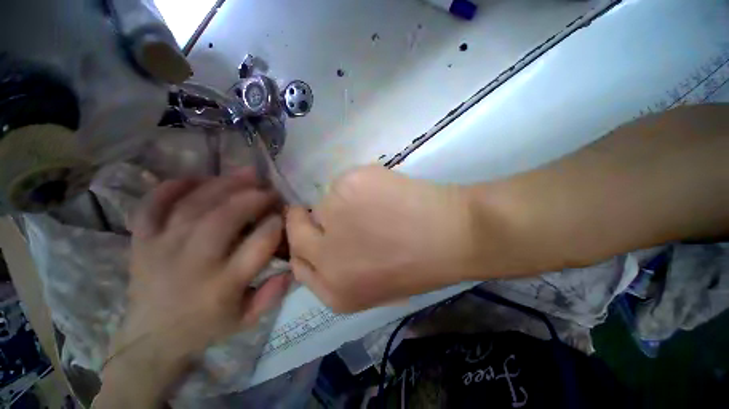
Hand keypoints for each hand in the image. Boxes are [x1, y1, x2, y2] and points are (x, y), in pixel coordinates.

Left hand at [100, 170, 289, 405]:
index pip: (258, 245)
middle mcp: (193, 264)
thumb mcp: (246, 320)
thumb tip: (291, 267)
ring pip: (194, 206)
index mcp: (223, 286)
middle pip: (225, 219)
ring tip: (248, 173)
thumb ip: (272, 295)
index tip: (283, 215)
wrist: (150, 340)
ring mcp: (161, 249)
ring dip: (224, 184)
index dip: (276, 224)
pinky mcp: (141, 242)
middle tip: (270, 190)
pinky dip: (173, 187)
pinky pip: (152, 206)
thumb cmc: (205, 327)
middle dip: (253, 198)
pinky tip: (197, 178)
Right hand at [286, 166, 477, 312]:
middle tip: (329, 208)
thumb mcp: (372, 283)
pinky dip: (359, 184)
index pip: (298, 262)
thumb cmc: (418, 263)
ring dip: (344, 201)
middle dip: (304, 218)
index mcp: (334, 288)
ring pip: (325, 201)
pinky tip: (384, 192)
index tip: (310, 229)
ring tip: (376, 204)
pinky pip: (344, 181)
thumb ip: (340, 268)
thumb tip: (323, 238)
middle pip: (297, 229)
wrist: (452, 235)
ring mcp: (333, 216)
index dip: (302, 244)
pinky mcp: (349, 185)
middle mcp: (325, 255)